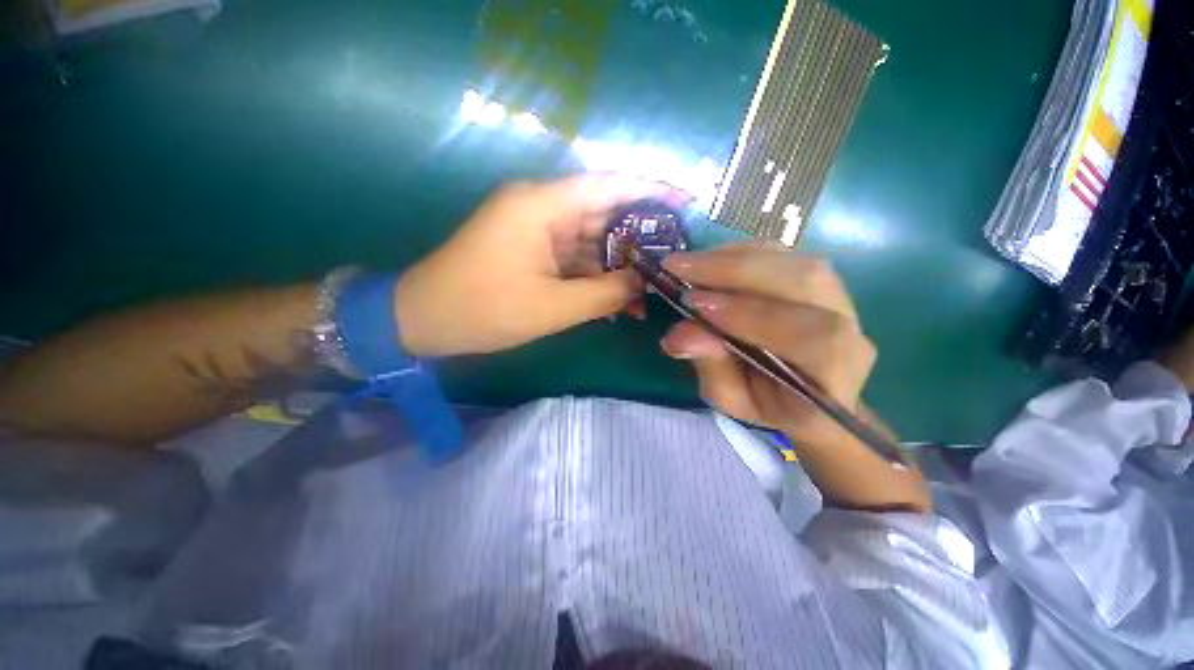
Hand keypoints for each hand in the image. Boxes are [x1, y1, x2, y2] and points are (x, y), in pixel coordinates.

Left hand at [395, 174, 689, 356]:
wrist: (424, 319)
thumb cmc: (484, 309)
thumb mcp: (553, 308)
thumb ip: (605, 293)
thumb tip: (642, 284)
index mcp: (541, 206)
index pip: (609, 185)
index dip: (651, 190)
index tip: (686, 202)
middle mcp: (541, 207)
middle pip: (604, 213)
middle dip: (640, 239)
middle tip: (676, 259)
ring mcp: (536, 229)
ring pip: (591, 240)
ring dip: (619, 266)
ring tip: (652, 289)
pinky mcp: (533, 250)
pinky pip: (574, 258)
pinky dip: (596, 277)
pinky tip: (620, 299)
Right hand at [659, 245, 878, 449]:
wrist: (807, 396)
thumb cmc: (770, 404)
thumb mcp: (733, 400)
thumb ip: (713, 368)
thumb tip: (682, 333)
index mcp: (834, 375)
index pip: (810, 336)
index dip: (752, 315)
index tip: (695, 305)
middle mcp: (849, 328)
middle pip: (806, 281)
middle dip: (734, 271)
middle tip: (679, 268)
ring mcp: (839, 297)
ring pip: (794, 261)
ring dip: (734, 258)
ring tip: (689, 263)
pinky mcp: (820, 279)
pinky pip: (784, 255)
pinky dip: (741, 253)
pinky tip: (711, 259)